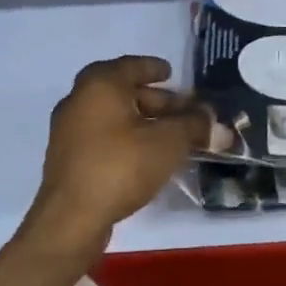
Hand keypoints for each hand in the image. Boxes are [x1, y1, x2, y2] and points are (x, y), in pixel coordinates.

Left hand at [27, 56, 207, 256]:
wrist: (70, 220)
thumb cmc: (120, 166)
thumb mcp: (168, 142)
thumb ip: (195, 127)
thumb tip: (219, 125)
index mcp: (100, 84)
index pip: (131, 66)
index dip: (154, 68)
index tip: (171, 73)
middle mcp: (79, 99)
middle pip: (123, 91)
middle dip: (155, 100)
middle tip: (182, 110)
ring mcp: (68, 130)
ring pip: (112, 115)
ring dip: (141, 120)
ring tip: (170, 135)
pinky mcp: (67, 158)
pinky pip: (102, 136)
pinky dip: (125, 137)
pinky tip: (146, 155)